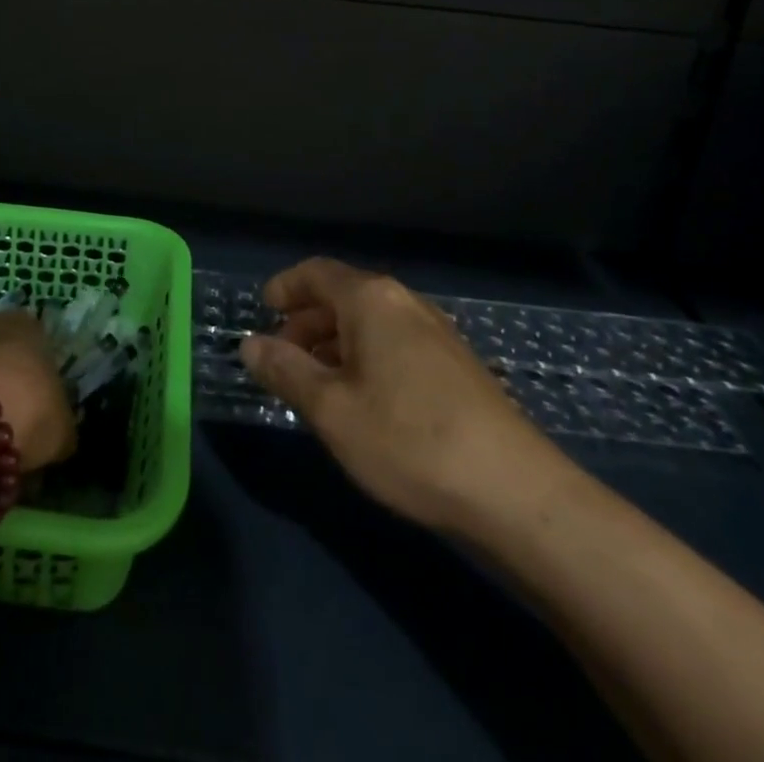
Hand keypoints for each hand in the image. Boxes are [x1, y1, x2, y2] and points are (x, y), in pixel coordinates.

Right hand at [239, 258, 576, 535]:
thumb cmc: (408, 440)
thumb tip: (249, 344)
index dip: (285, 287)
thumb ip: (286, 371)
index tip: (263, 311)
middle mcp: (405, 303)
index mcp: (372, 300)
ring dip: (335, 343)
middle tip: (282, 357)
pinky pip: (396, 343)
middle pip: (344, 295)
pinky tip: (362, 400)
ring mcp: (437, 333)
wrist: (514, 492)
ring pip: (371, 322)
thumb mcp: (332, 409)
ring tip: (315, 384)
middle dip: (307, 321)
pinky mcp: (457, 365)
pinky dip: (366, 357)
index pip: (317, 272)